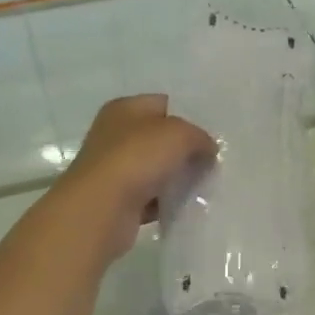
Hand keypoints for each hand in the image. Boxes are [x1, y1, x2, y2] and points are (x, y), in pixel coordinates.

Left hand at [47, 95, 215, 259]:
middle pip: (160, 139)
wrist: (101, 210)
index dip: (189, 116)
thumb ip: (199, 136)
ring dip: (177, 178)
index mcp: (124, 109)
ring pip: (157, 169)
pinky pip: (151, 198)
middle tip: (213, 161)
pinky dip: (167, 203)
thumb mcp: (179, 134)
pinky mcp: (118, 201)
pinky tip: (186, 206)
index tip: (212, 134)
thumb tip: (208, 149)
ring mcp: (114, 169)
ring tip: (206, 185)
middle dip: (186, 150)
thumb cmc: (137, 158)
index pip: (164, 104)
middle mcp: (115, 135)